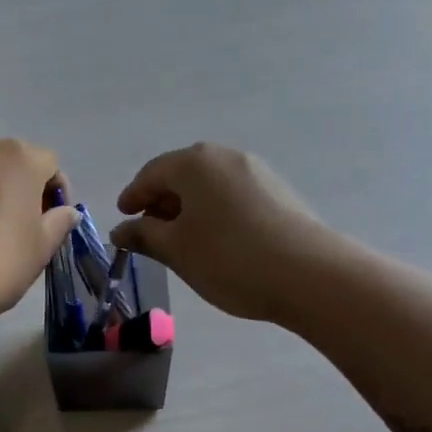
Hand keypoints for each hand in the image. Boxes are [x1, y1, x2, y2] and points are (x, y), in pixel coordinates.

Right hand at [112, 143, 333, 323]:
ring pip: (209, 186)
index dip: (132, 196)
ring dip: (189, 208)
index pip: (151, 174)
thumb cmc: (229, 258)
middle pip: (182, 175)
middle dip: (161, 201)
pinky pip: (233, 196)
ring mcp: (257, 172)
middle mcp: (225, 157)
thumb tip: (122, 229)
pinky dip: (215, 212)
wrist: (310, 275)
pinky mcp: (279, 193)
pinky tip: (217, 241)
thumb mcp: (176, 250)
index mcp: (194, 163)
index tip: (122, 217)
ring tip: (182, 240)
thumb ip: (144, 235)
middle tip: (149, 231)